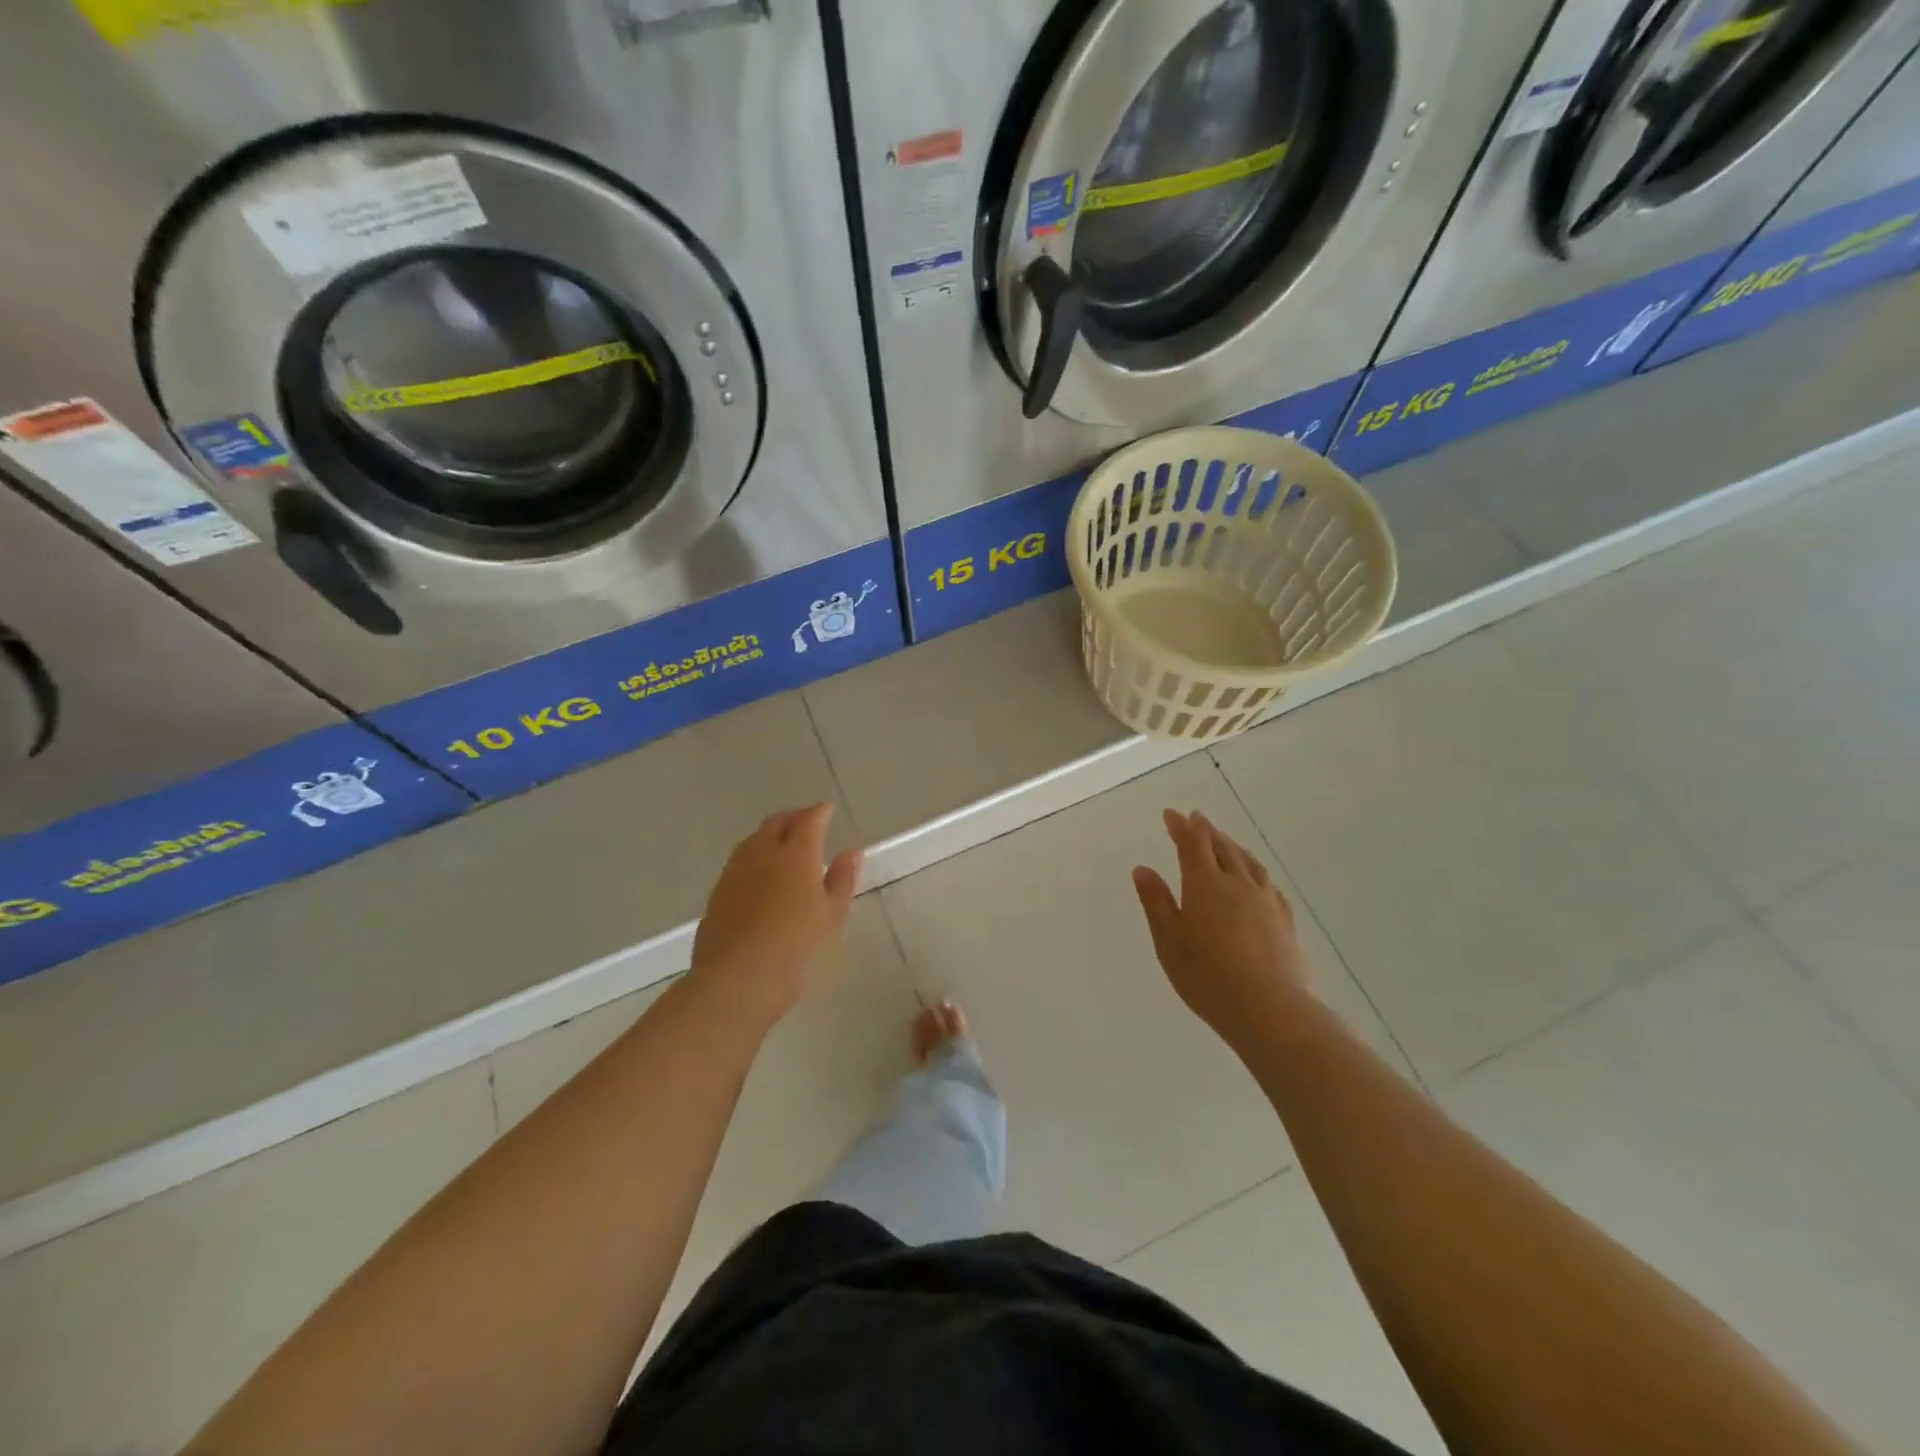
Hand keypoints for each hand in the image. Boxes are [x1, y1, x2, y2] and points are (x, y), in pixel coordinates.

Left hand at [691, 804, 861, 1023]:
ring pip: (755, 839)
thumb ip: (843, 878)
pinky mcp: (718, 891)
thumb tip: (852, 851)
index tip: (827, 810)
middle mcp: (763, 852)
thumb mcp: (831, 914)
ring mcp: (735, 870)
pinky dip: (755, 856)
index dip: (819, 812)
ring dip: (771, 834)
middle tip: (807, 824)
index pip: (808, 819)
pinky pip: (740, 861)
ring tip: (784, 846)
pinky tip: (762, 874)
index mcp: (795, 853)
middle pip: (777, 822)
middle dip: (794, 818)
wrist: (737, 979)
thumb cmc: (795, 946)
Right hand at [1132, 810, 1317, 1041]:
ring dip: (1233, 846)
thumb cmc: (1207, 976)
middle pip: (1222, 847)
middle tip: (1196, 818)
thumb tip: (1143, 869)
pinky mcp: (1285, 921)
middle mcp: (1237, 884)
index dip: (1180, 826)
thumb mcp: (1168, 941)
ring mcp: (1265, 901)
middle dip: (1206, 830)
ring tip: (1225, 841)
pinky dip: (1256, 871)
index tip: (1171, 814)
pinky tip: (1257, 878)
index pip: (1192, 844)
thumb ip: (1156, 902)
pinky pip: (1269, 884)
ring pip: (1248, 862)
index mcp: (1204, 884)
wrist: (1269, 1009)